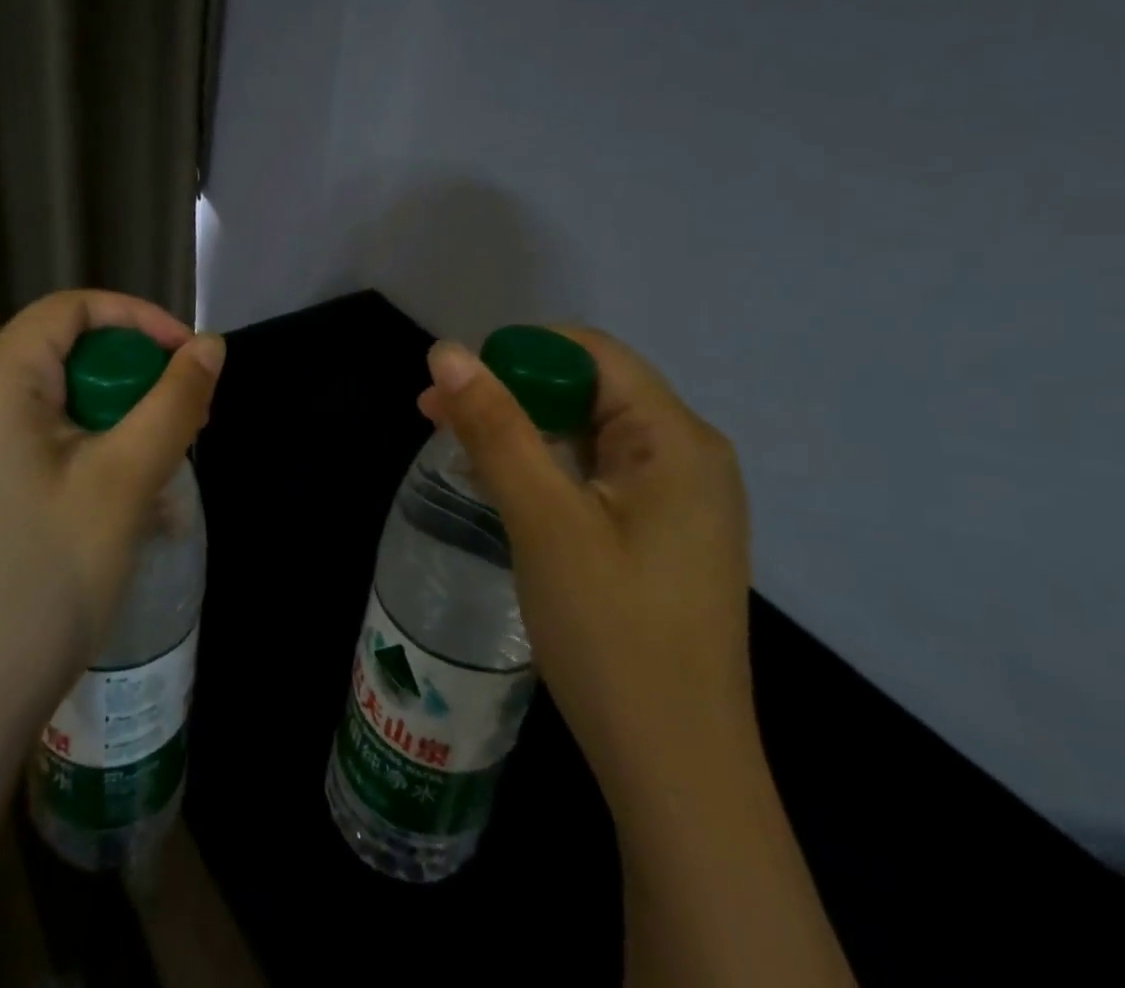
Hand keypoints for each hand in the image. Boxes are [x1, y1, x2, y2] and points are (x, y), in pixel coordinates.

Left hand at [0, 290, 224, 722]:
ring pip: (58, 399)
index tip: (189, 359)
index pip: (70, 309)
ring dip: (118, 417)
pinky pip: (40, 438)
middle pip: (65, 351)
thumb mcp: (127, 479)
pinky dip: (89, 448)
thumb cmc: (48, 575)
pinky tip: (124, 498)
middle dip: (133, 375)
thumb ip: (175, 401)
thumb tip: (211, 346)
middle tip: (186, 419)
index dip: (138, 319)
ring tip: (164, 463)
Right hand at [419, 327, 753, 799]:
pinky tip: (503, 485)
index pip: (593, 355)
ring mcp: (680, 500)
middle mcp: (689, 457)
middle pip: (590, 391)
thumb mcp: (543, 520)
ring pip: (588, 434)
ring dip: (521, 431)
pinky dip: (545, 468)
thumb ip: (495, 428)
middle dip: (511, 392)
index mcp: (677, 439)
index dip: (520, 353)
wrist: (676, 772)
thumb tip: (446, 352)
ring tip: (454, 444)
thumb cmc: (612, 634)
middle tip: (435, 414)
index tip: (457, 384)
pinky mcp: (662, 535)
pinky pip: (597, 475)